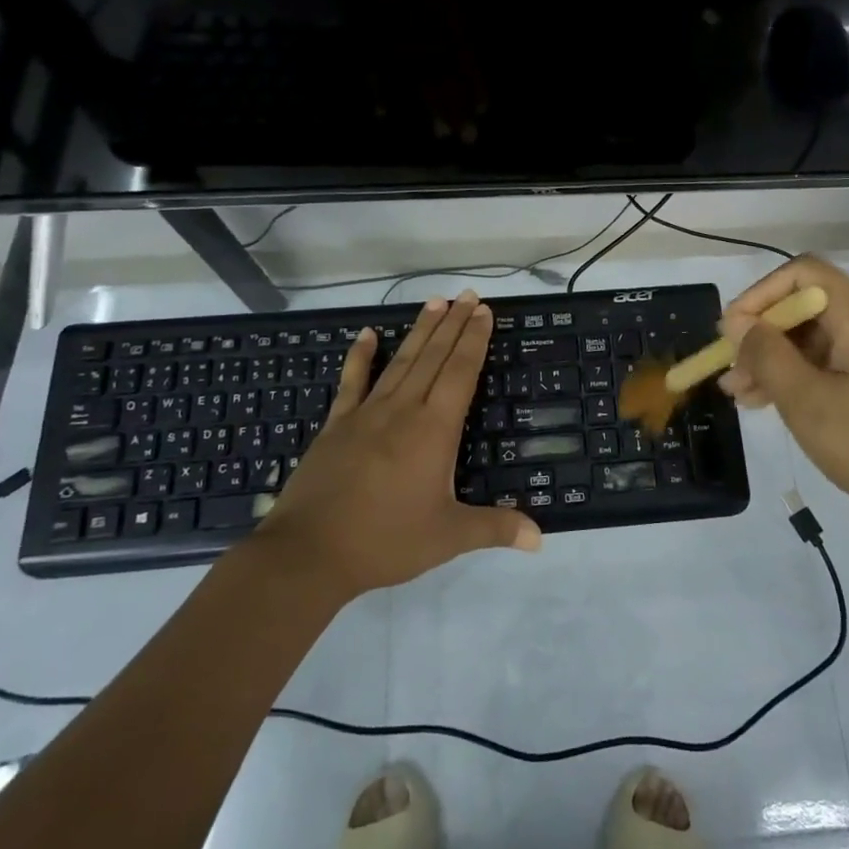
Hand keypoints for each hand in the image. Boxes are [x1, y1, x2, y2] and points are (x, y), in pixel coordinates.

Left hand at [251, 292, 539, 596]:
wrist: (309, 553)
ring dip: (420, 330)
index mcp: (434, 429)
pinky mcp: (337, 425)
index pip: (460, 372)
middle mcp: (403, 410)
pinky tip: (365, 334)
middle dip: (454, 324)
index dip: (474, 340)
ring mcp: (366, 413)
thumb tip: (540, 537)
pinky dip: (359, 356)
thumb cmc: (386, 541)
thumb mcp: (448, 537)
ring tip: (435, 302)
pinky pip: (352, 382)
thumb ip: (495, 528)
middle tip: (468, 295)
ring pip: (400, 361)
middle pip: (433, 356)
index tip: (484, 312)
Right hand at [719, 255, 848, 531]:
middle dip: (763, 334)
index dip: (761, 293)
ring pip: (816, 339)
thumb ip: (766, 354)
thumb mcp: (806, 401)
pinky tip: (768, 402)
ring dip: (775, 360)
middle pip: (808, 307)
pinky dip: (799, 376)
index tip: (733, 330)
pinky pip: (832, 362)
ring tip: (739, 394)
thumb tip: (737, 322)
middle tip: (729, 371)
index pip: (805, 273)